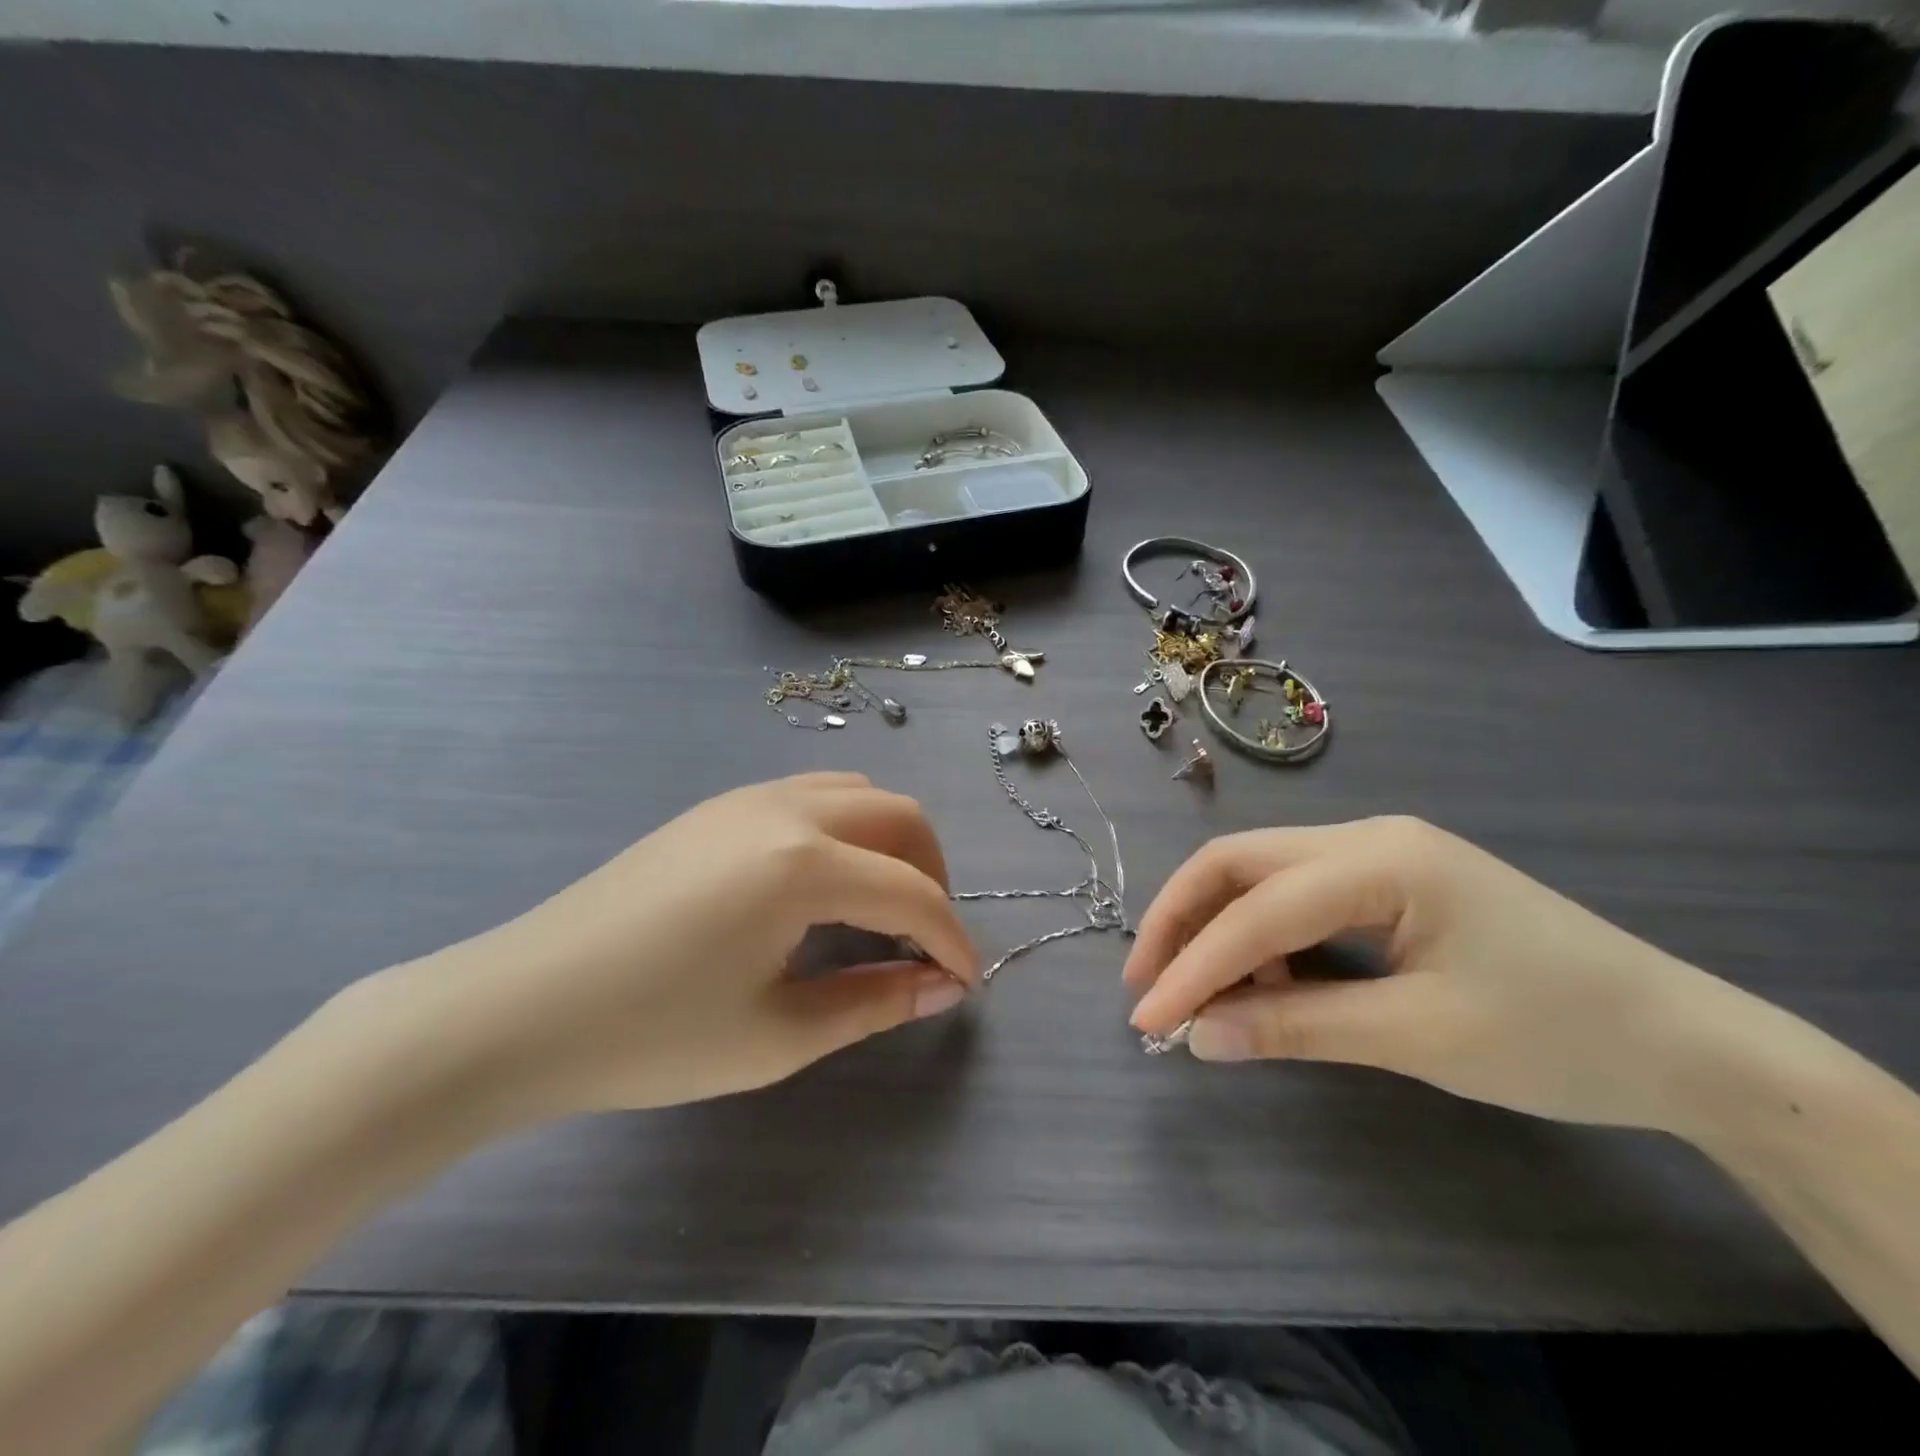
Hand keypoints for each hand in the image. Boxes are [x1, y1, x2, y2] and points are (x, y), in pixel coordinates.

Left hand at [395, 773, 978, 1120]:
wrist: (518, 1007)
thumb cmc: (650, 1035)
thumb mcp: (776, 1035)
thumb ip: (873, 1002)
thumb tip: (941, 987)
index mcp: (802, 865)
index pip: (911, 894)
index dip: (951, 940)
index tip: (966, 982)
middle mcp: (785, 809)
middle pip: (900, 816)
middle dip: (931, 874)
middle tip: (925, 939)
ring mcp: (747, 798)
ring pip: (857, 793)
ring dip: (889, 843)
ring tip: (880, 906)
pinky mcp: (717, 806)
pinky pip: (811, 795)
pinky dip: (846, 830)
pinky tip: (823, 885)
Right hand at [1125, 816, 1754, 1133]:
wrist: (1686, 1041)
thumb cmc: (1559, 1037)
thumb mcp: (1417, 1037)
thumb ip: (1297, 1027)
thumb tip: (1197, 1036)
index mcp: (1380, 860)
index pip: (1257, 910)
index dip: (1193, 967)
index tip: (1147, 1020)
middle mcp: (1367, 837)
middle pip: (1240, 862)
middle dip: (1183, 919)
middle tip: (1148, 982)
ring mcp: (1379, 854)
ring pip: (1263, 874)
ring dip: (1220, 927)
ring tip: (1207, 994)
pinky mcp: (1389, 882)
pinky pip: (1299, 895)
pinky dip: (1264, 936)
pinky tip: (1269, 982)